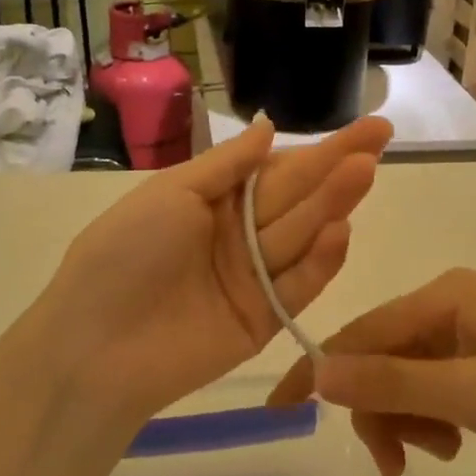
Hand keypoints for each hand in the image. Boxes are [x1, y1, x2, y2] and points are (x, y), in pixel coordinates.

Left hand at [15, 116, 392, 426]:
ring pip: (301, 235)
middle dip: (336, 167)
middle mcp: (239, 235)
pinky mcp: (264, 321)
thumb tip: (270, 127)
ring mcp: (253, 279)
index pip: (277, 169)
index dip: (319, 149)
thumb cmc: (124, 255)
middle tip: (380, 138)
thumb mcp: (170, 194)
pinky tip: (342, 231)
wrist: (94, 348)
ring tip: (364, 171)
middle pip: (296, 197)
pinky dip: (320, 262)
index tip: (364, 130)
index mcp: (214, 200)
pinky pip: (297, 287)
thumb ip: (226, 164)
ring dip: (333, 204)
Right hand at [267, 268, 475, 475]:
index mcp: (443, 294)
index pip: (361, 331)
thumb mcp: (467, 396)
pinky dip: (433, 413)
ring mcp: (467, 325)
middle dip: (381, 410)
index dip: (320, 372)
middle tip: (395, 467)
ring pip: (406, 373)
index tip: (280, 411)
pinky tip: (456, 439)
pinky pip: (434, 380)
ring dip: (410, 417)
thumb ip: (390, 383)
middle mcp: (449, 300)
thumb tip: (317, 374)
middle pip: (382, 355)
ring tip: (442, 453)